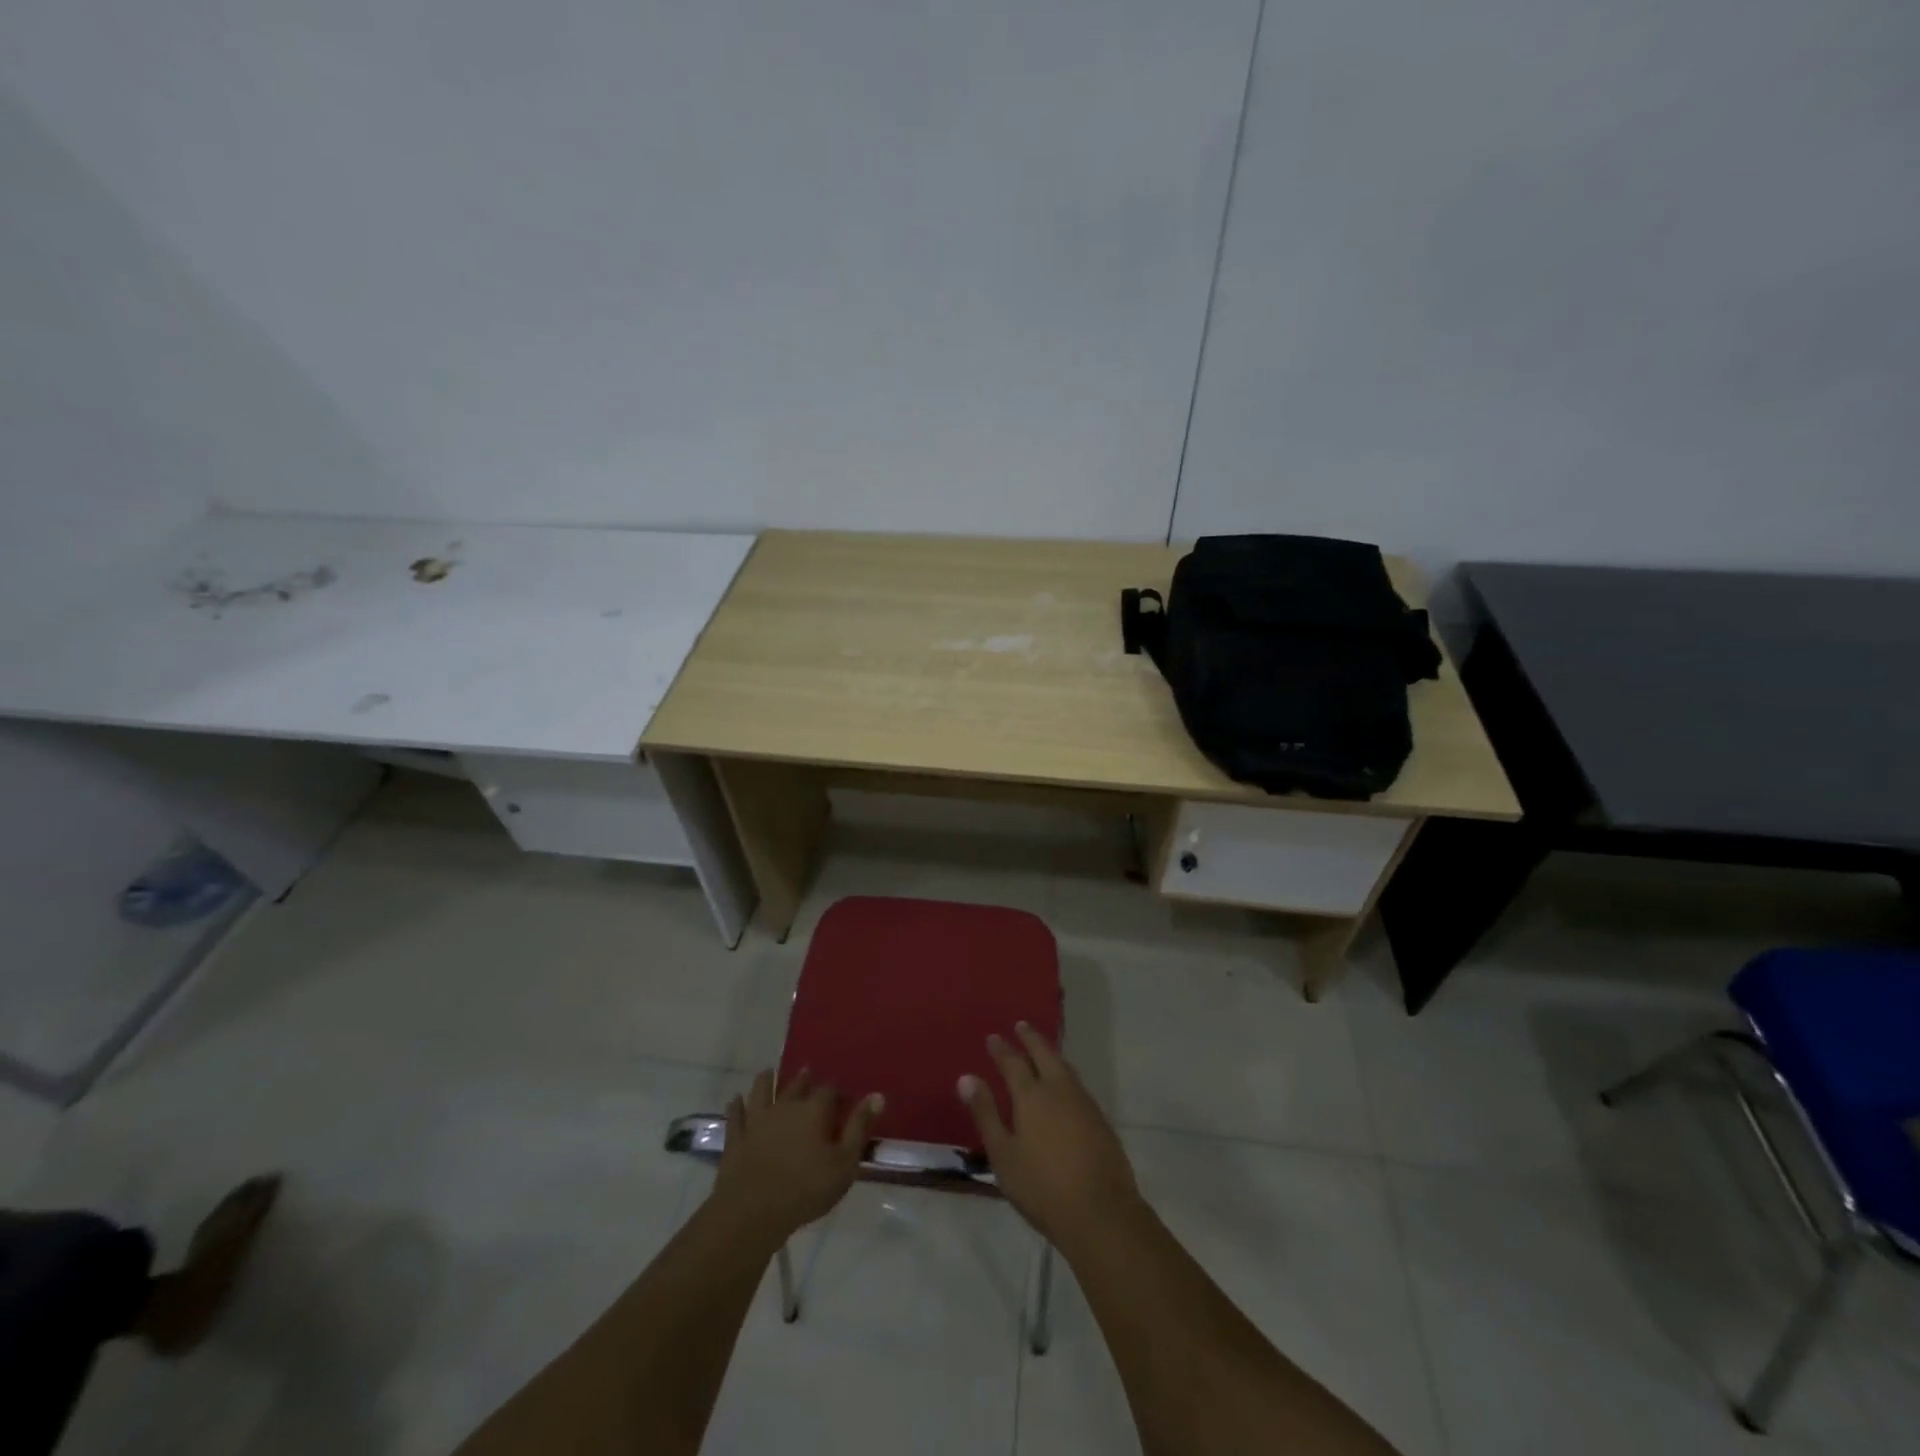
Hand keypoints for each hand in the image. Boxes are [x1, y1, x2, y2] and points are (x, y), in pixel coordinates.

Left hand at [711, 1070, 882, 1244]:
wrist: (753, 1211)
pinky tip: (736, 1099)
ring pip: (761, 1091)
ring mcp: (758, 1119)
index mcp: (814, 1110)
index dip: (837, 1093)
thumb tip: (878, 1095)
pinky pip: (736, 1115)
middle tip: (806, 1072)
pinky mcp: (736, 1137)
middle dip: (803, 1079)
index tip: (843, 1099)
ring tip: (768, 1073)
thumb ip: (860, 1127)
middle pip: (796, 1086)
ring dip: (766, 1081)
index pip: (829, 1091)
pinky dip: (736, 1105)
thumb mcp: (845, 1162)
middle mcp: (786, 1106)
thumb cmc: (806, 1188)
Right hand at [959, 1023, 1140, 1246]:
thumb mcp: (1003, 1154)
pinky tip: (1065, 1085)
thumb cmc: (1042, 1186)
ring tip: (1043, 1048)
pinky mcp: (1100, 1119)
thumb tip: (966, 1078)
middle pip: (1044, 1054)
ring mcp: (1083, 1103)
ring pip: (1064, 1066)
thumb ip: (985, 1114)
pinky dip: (1065, 1073)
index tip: (993, 1037)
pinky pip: (1078, 1084)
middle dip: (1031, 1038)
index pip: (1013, 1062)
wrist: (1100, 1211)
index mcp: (1031, 1096)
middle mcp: (1059, 1090)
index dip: (1002, 1049)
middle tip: (1021, 1025)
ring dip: (1050, 1053)